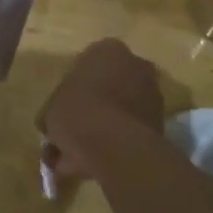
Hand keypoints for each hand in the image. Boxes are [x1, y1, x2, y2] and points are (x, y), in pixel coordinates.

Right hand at [38, 38, 163, 183]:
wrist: (116, 145)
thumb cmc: (77, 113)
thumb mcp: (50, 110)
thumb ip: (55, 111)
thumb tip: (54, 125)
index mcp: (107, 50)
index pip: (87, 64)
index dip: (73, 89)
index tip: (63, 108)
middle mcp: (135, 64)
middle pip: (109, 86)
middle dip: (93, 106)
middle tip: (74, 130)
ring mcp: (152, 92)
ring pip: (121, 109)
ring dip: (105, 127)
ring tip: (80, 155)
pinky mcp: (161, 121)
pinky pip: (131, 129)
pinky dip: (116, 142)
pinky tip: (95, 162)